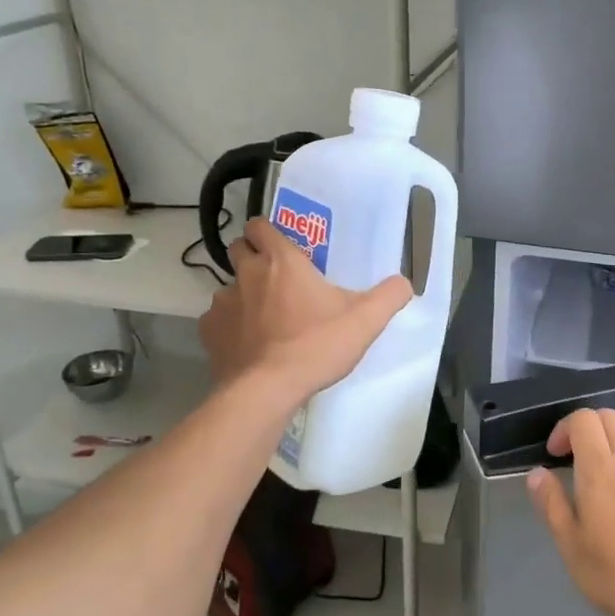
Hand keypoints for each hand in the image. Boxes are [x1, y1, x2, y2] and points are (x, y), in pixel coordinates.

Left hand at [198, 217, 412, 403]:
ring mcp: (223, 303)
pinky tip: (248, 344)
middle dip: (252, 256)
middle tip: (276, 279)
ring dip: (243, 295)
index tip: (281, 245)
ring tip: (264, 319)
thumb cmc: (316, 345)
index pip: (259, 225)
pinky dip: (230, 326)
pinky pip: (217, 320)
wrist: (267, 390)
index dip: (266, 231)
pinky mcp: (209, 333)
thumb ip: (390, 295)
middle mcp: (247, 274)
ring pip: (228, 287)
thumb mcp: (366, 320)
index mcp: (281, 261)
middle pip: (238, 249)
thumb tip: (404, 282)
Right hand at [527, 408, 614, 615]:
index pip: (583, 419)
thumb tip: (537, 473)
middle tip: (574, 460)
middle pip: (608, 417)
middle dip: (586, 428)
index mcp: (600, 468)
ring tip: (604, 472)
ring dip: (612, 439)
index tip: (554, 455)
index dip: (564, 428)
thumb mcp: (573, 548)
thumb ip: (552, 505)